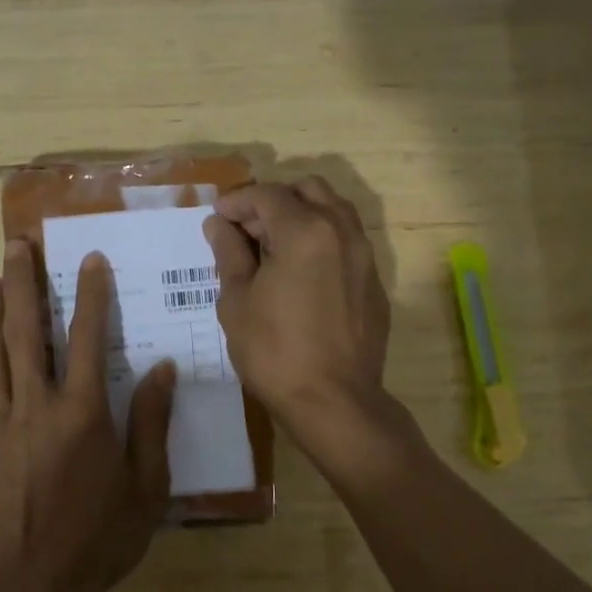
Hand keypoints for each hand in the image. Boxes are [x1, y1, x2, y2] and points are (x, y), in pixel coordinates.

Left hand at [0, 240, 174, 591]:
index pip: (86, 337)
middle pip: (25, 332)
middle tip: (16, 246)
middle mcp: (35, 406)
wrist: (33, 588)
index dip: (90, 294)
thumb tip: (163, 368)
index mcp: (81, 412)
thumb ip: (151, 421)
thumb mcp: (146, 484)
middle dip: (22, 284)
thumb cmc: (99, 537)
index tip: (90, 259)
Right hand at [204, 177, 391, 434]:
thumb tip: (219, 224)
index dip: (237, 201)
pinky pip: (347, 241)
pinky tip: (301, 273)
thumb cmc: (275, 352)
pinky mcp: (374, 282)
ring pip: (334, 210)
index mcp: (305, 231)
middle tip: (247, 229)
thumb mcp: (237, 301)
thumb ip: (229, 253)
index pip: (267, 195)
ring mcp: (364, 256)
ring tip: (273, 246)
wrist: (335, 402)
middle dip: (273, 200)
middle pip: (308, 189)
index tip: (218, 218)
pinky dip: (321, 239)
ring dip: (301, 214)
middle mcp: (341, 231)